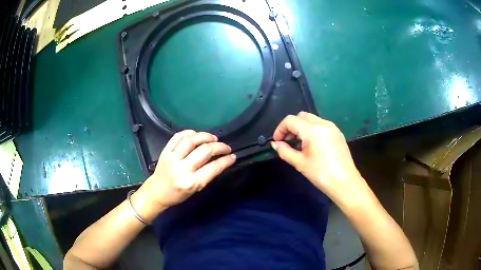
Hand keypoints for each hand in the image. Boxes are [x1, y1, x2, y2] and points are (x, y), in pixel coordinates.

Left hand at [132, 130, 235, 221]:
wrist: (156, 192)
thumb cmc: (177, 195)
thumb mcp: (195, 189)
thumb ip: (207, 175)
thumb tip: (220, 161)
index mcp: (191, 183)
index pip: (213, 168)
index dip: (226, 160)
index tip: (232, 156)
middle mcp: (182, 169)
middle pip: (204, 151)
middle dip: (219, 147)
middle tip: (225, 147)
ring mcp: (172, 158)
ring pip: (191, 140)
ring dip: (205, 136)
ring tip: (213, 138)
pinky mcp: (165, 151)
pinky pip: (178, 137)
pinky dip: (189, 132)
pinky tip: (196, 134)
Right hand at [271, 112, 368, 204]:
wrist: (345, 182)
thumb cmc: (321, 174)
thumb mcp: (300, 163)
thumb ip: (285, 151)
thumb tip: (275, 144)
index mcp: (312, 130)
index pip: (290, 120)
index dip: (280, 129)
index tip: (277, 141)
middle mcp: (323, 123)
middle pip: (301, 116)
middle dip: (291, 126)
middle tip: (287, 141)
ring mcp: (332, 127)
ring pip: (312, 119)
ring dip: (302, 127)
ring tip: (299, 144)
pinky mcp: (338, 133)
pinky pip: (321, 125)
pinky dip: (312, 130)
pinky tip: (312, 145)